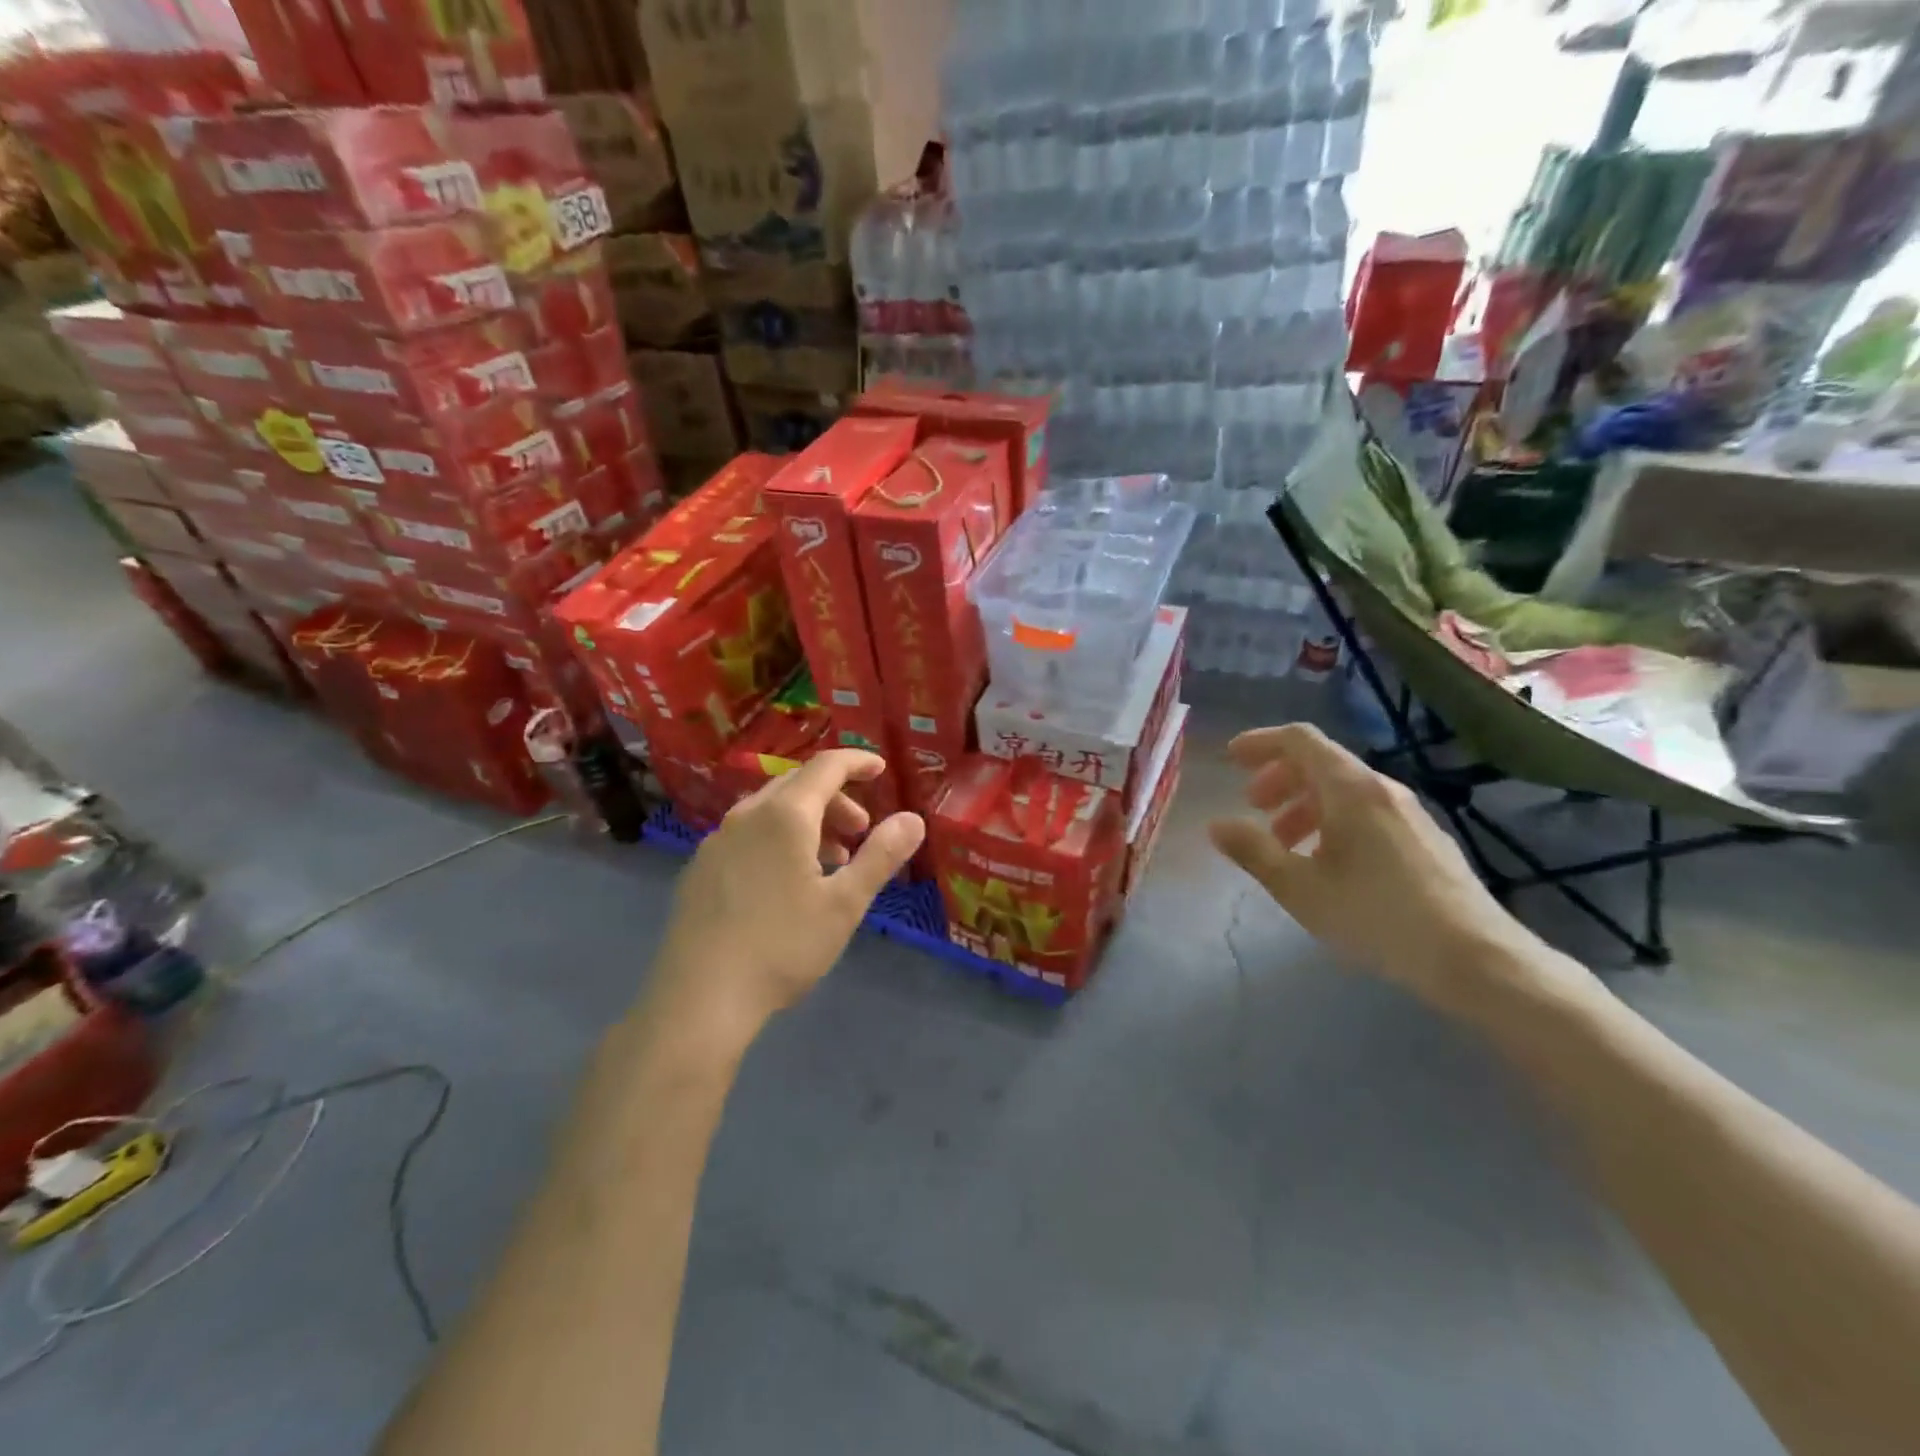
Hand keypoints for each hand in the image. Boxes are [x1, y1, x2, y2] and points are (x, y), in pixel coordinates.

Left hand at [649, 750, 924, 1045]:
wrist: (700, 999)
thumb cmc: (783, 946)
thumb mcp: (845, 904)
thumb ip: (880, 856)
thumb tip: (913, 819)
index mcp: (785, 816)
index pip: (826, 767)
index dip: (856, 762)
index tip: (880, 769)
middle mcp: (746, 816)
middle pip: (797, 785)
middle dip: (835, 798)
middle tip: (861, 830)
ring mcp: (716, 842)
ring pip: (770, 811)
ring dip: (807, 821)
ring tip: (830, 860)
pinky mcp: (699, 869)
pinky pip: (747, 834)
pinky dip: (778, 839)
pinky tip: (785, 881)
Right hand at [1208, 724, 1546, 1013]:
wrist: (1474, 957)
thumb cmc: (1375, 914)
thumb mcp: (1299, 887)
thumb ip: (1253, 851)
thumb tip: (1216, 825)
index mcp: (1350, 789)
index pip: (1300, 740)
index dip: (1261, 742)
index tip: (1231, 759)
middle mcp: (1381, 789)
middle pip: (1321, 762)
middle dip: (1279, 778)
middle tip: (1252, 807)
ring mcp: (1409, 813)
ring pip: (1344, 790)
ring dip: (1303, 804)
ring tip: (1284, 842)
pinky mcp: (1425, 840)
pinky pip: (1366, 811)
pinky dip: (1332, 821)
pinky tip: (1326, 862)